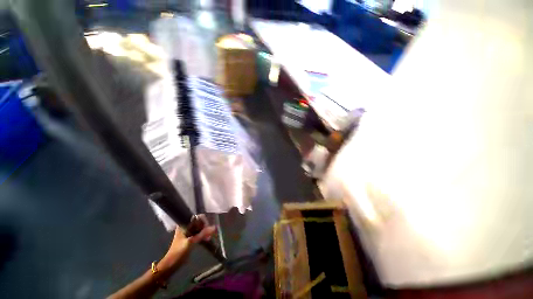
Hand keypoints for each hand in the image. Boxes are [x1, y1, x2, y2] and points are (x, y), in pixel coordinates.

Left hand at [158, 217, 215, 274]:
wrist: (170, 265)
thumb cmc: (178, 252)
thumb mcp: (191, 242)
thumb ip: (202, 234)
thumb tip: (215, 227)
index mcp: (184, 224)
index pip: (197, 217)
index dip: (204, 221)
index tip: (208, 228)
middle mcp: (186, 226)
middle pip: (199, 222)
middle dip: (205, 226)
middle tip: (210, 233)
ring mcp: (188, 232)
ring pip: (199, 228)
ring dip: (205, 231)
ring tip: (209, 237)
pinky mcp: (190, 238)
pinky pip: (199, 233)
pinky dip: (203, 235)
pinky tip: (207, 239)